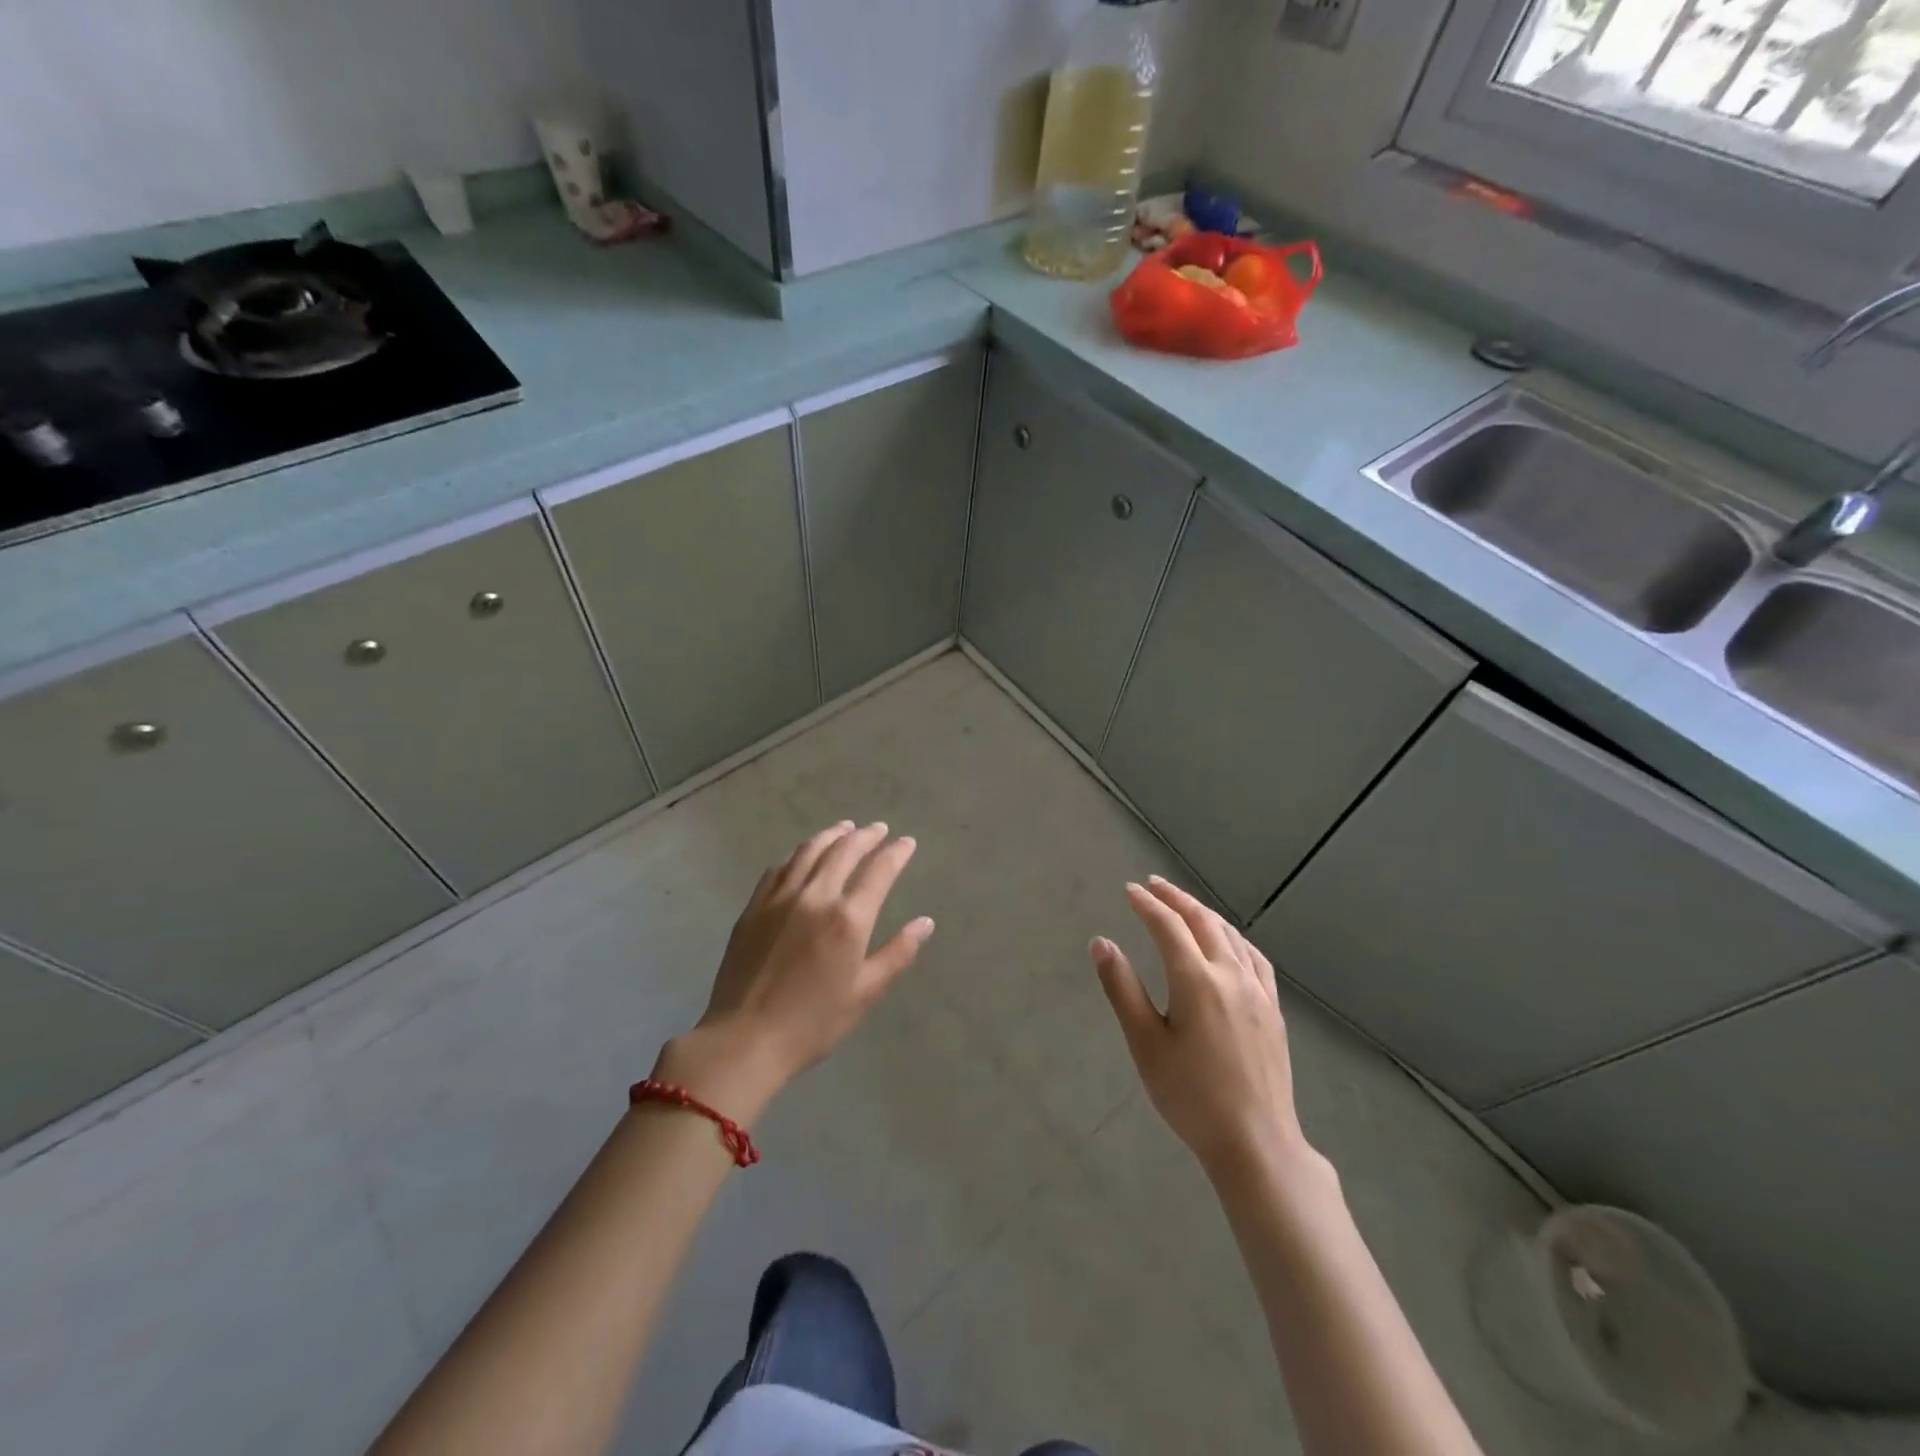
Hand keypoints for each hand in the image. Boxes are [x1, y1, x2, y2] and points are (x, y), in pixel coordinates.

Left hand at [657, 822, 933, 1114]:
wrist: (744, 1039)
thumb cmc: (812, 1023)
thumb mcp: (864, 993)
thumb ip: (897, 953)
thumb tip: (925, 923)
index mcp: (848, 919)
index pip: (879, 871)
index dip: (895, 853)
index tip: (907, 843)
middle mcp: (815, 896)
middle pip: (844, 851)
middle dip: (865, 836)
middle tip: (879, 829)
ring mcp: (780, 898)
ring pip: (809, 851)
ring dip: (831, 835)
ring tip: (845, 829)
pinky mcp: (754, 906)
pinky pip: (779, 867)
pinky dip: (798, 854)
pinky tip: (803, 855)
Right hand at [1091, 877, 1312, 1179]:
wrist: (1255, 1142)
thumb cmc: (1190, 1096)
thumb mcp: (1145, 1043)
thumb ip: (1122, 988)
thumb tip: (1101, 942)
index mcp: (1196, 981)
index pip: (1168, 927)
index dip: (1147, 905)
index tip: (1129, 890)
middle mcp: (1231, 975)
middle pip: (1203, 921)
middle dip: (1176, 899)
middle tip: (1154, 884)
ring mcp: (1258, 992)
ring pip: (1231, 935)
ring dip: (1205, 913)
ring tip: (1185, 904)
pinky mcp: (1273, 1010)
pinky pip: (1254, 958)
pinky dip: (1235, 937)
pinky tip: (1230, 941)